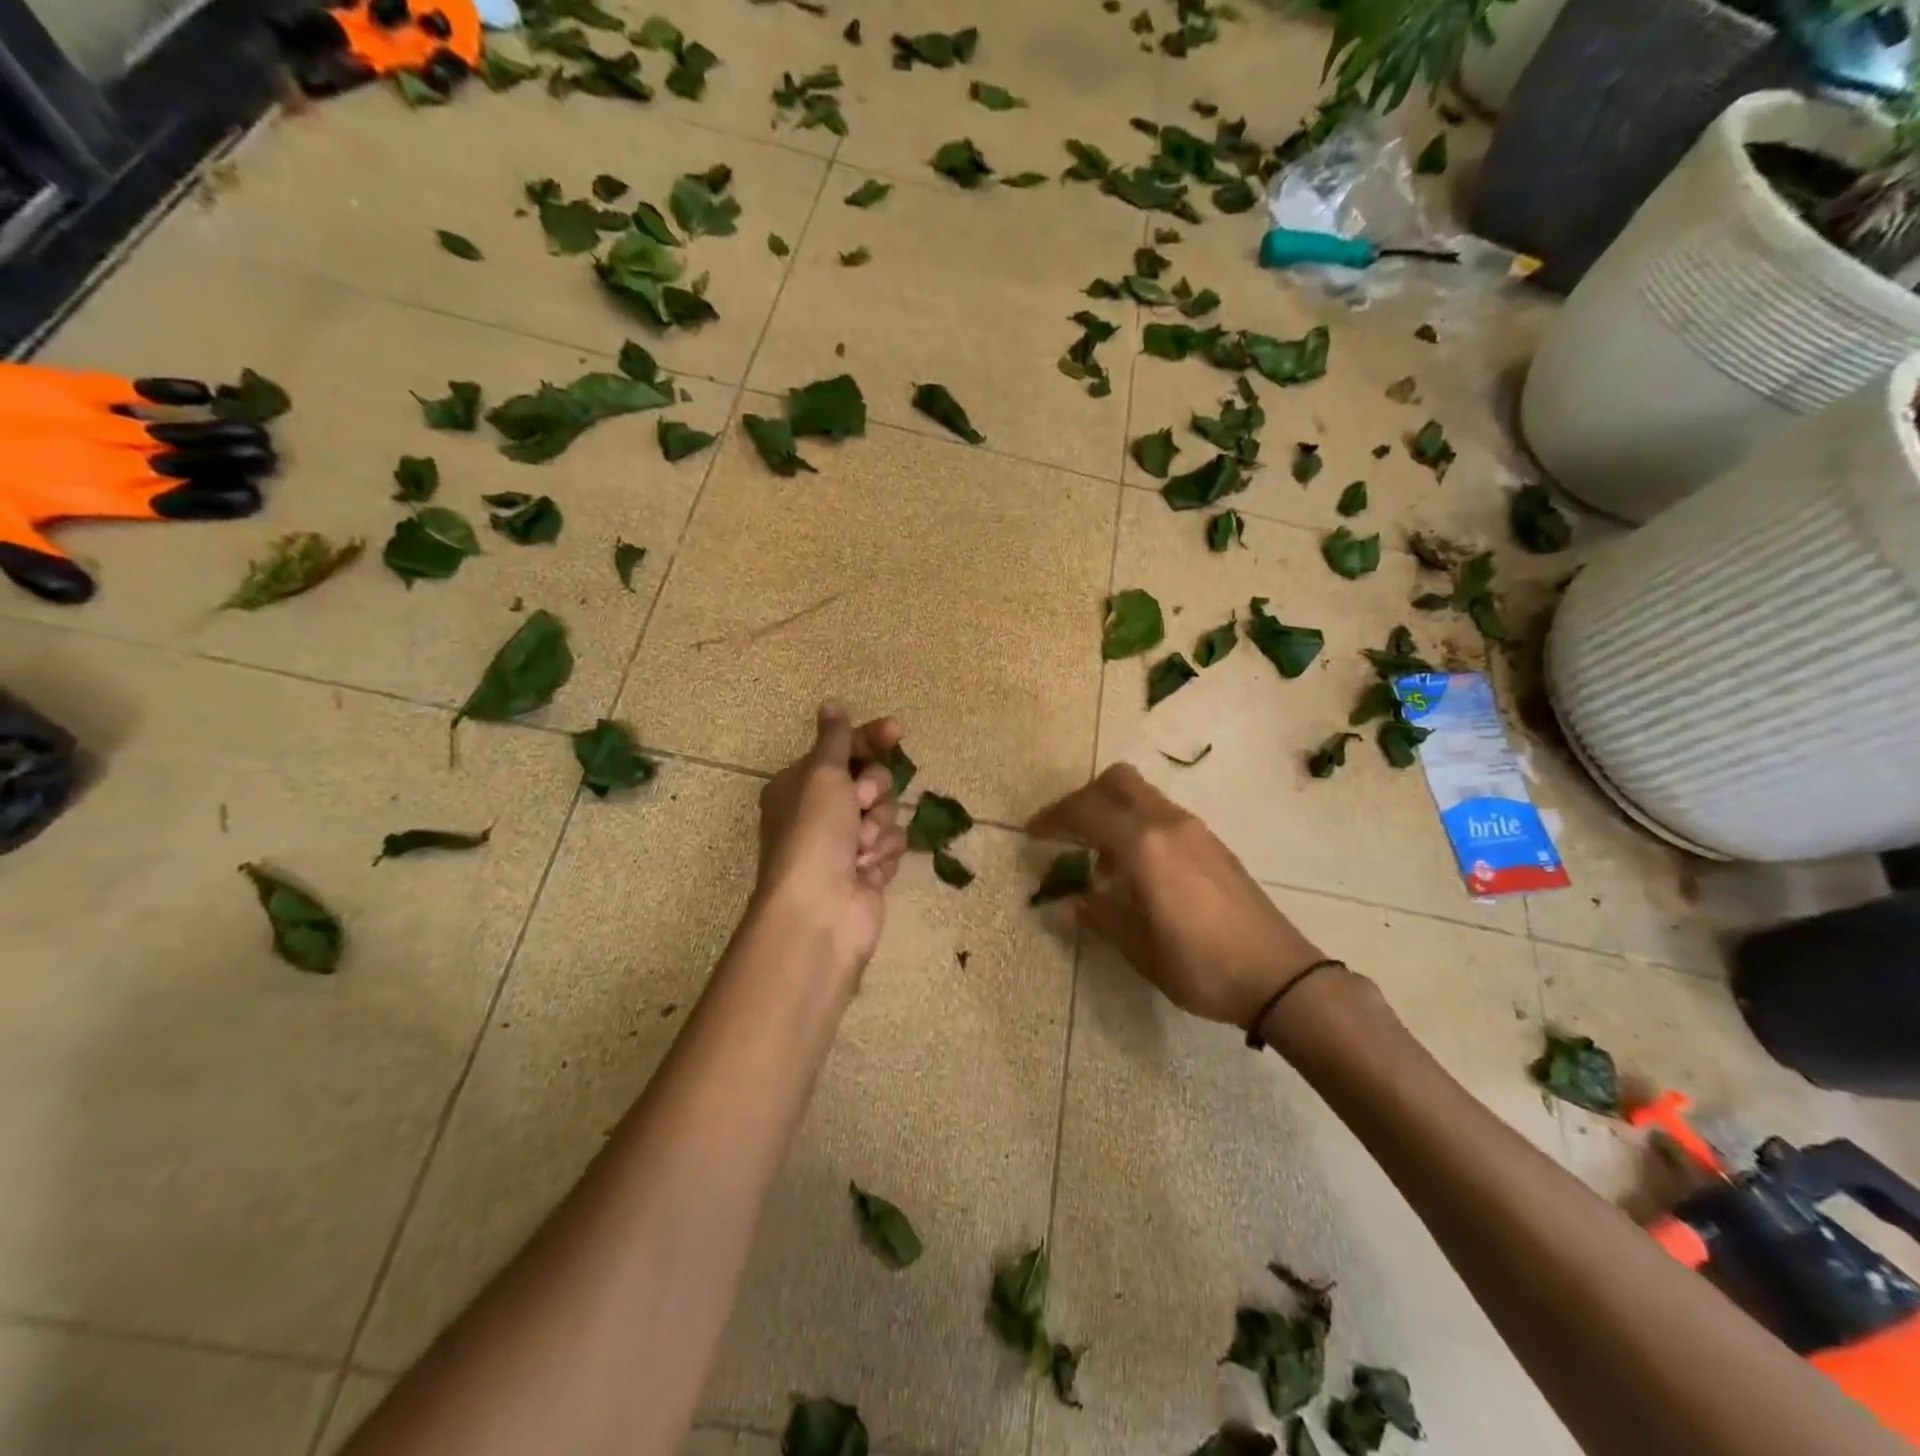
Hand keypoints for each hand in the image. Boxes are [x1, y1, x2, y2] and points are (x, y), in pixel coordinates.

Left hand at [751, 703, 908, 985]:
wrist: (820, 910)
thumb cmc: (814, 833)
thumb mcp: (822, 774)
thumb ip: (834, 739)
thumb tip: (831, 705)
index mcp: (800, 785)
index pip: (844, 750)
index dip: (870, 739)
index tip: (895, 732)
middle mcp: (821, 812)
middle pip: (872, 781)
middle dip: (875, 791)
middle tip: (861, 804)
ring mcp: (845, 843)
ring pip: (887, 814)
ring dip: (878, 827)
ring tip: (860, 848)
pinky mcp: (866, 869)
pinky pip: (891, 844)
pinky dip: (882, 854)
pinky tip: (866, 870)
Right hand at [1027, 764, 1329, 1027]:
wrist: (1280, 976)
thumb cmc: (1201, 966)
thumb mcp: (1139, 949)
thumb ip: (1100, 916)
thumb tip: (1067, 904)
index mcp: (1144, 846)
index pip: (1086, 811)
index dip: (1053, 817)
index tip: (1032, 834)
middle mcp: (1168, 824)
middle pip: (1117, 781)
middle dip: (1084, 798)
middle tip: (1065, 832)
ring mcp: (1195, 830)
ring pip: (1142, 795)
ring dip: (1112, 813)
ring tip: (1100, 865)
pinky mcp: (1212, 844)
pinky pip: (1162, 815)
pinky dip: (1137, 826)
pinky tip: (1137, 872)